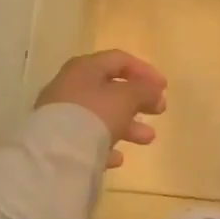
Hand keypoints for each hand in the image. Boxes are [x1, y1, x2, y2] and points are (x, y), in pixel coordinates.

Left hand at [36, 50, 167, 169]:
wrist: (55, 154)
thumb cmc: (94, 115)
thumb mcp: (127, 98)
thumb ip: (145, 90)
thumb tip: (154, 89)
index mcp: (85, 67)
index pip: (120, 59)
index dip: (145, 71)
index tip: (164, 88)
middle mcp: (70, 85)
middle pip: (110, 88)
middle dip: (138, 100)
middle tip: (159, 110)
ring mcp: (61, 113)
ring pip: (101, 114)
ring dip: (127, 124)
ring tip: (148, 138)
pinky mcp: (57, 140)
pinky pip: (87, 137)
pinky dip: (105, 144)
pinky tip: (118, 158)